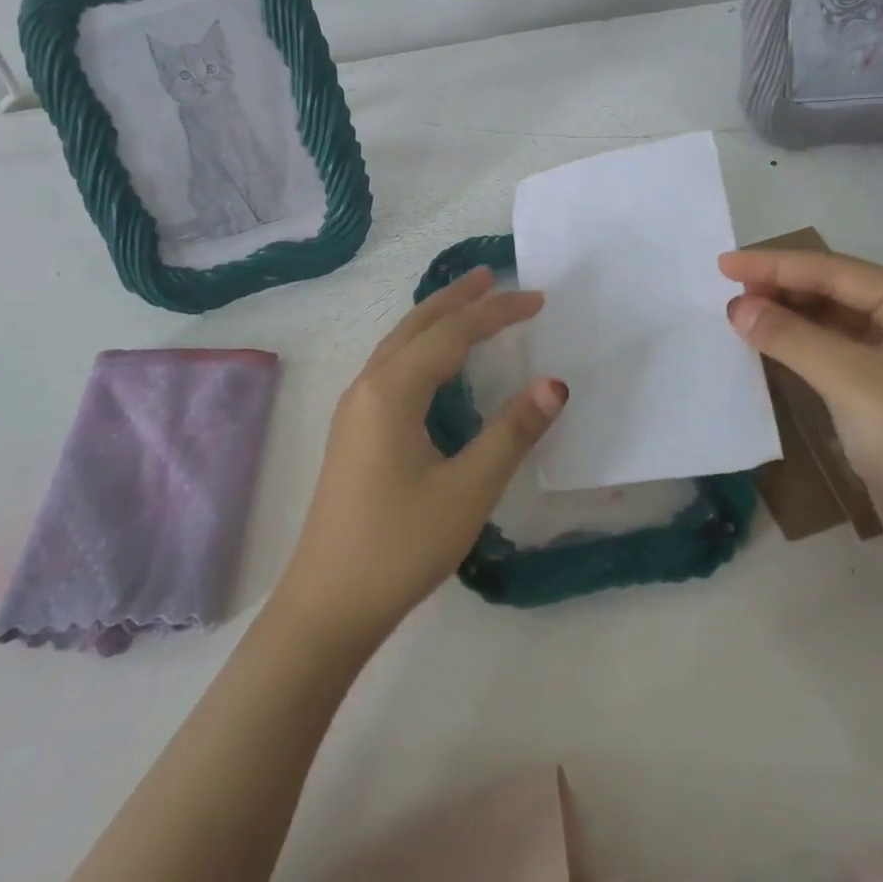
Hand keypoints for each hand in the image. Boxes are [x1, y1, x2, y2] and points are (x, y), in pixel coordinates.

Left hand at [274, 267, 565, 643]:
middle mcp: (368, 387)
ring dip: (435, 319)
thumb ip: (512, 432)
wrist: (327, 605)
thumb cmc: (399, 546)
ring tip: (468, 304)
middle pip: (417, 325)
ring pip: (400, 344)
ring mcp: (355, 410)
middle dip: (456, 298)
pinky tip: (437, 365)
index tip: (537, 299)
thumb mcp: (467, 490)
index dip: (496, 312)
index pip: (452, 333)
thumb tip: (555, 383)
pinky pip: (392, 367)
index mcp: (392, 391)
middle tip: (492, 275)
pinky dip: (422, 347)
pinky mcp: (354, 432)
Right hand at [718, 247, 882, 566]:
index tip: (724, 263)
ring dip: (786, 315)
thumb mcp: (852, 381)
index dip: (777, 265)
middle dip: (781, 286)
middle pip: (834, 290)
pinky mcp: (880, 392)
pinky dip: (796, 345)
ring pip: (829, 321)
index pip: (836, 271)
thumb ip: (791, 337)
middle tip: (727, 288)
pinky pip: (829, 352)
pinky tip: (766, 343)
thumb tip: (736, 306)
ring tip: (739, 311)